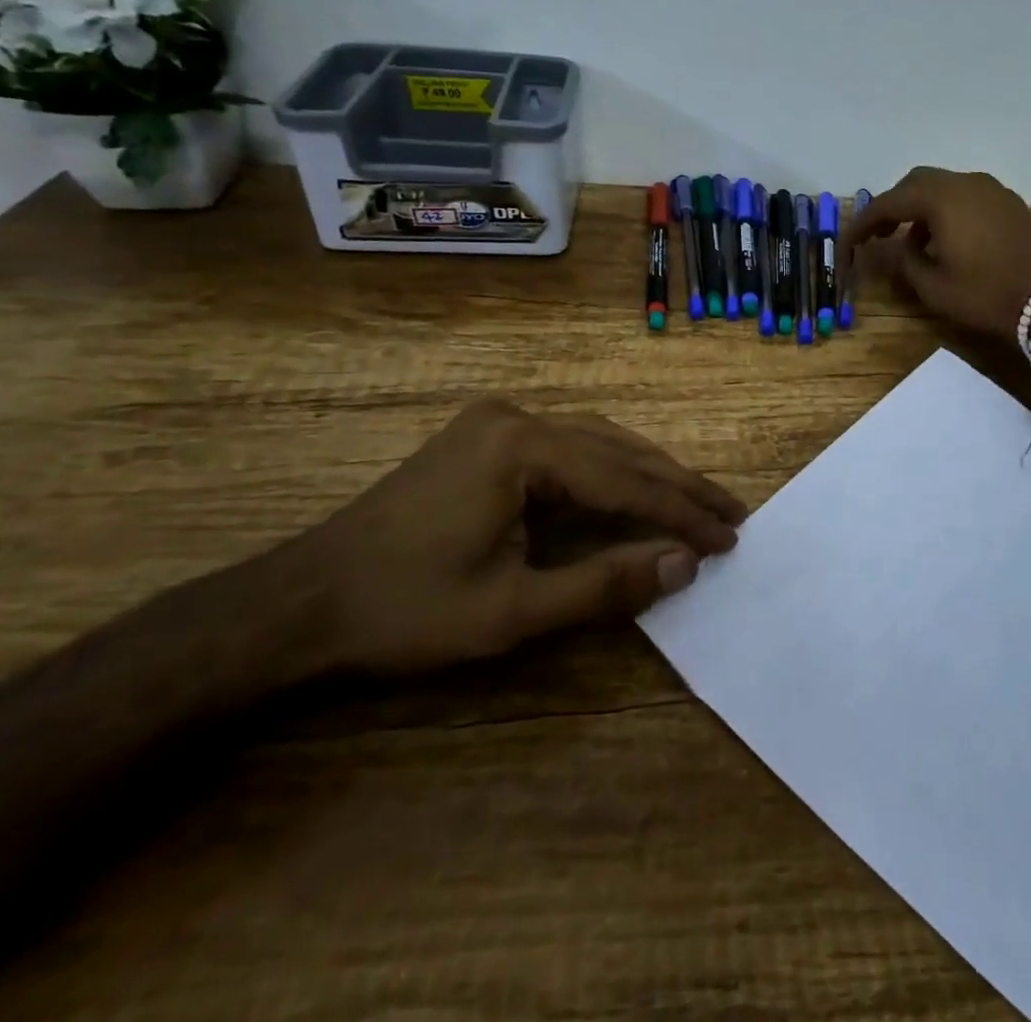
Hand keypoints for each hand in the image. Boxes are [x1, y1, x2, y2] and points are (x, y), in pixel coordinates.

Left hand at [280, 400, 744, 673]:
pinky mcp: (486, 439)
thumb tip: (683, 565)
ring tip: (695, 502)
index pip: (625, 480)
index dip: (681, 512)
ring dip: (647, 474)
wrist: (300, 604)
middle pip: (618, 450)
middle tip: (731, 513)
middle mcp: (517, 418)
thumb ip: (604, 585)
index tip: (730, 537)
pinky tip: (632, 489)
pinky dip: (609, 472)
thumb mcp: (511, 612)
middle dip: (676, 485)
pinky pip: (568, 448)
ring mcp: (498, 424)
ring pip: (597, 443)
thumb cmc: (404, 611)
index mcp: (523, 447)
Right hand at [841, 167, 1030, 339]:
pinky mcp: (1008, 204)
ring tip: (912, 244)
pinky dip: (946, 212)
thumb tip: (894, 249)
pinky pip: (965, 198)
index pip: (889, 202)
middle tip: (878, 235)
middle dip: (893, 207)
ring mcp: (991, 190)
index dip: (864, 222)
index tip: (849, 241)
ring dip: (921, 210)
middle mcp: (965, 183)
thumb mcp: (934, 287)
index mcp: (941, 199)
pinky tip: (946, 242)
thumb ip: (905, 263)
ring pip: (943, 188)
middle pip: (916, 183)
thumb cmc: (987, 293)